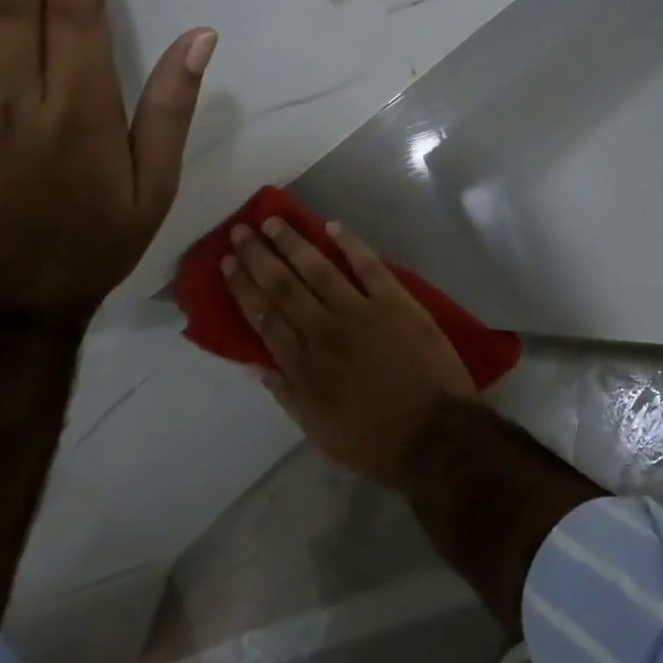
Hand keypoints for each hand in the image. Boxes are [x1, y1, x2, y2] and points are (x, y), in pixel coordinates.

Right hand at [223, 218, 476, 482]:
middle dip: (259, 257)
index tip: (228, 263)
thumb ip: (286, 392)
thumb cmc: (374, 441)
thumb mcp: (318, 430)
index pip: (263, 317)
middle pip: (283, 286)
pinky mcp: (396, 302)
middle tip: (241, 231)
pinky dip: (350, 244)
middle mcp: (324, 330)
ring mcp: (361, 312)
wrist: (434, 434)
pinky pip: (369, 265)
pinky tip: (332, 226)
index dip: (243, 288)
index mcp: (302, 365)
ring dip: (293, 243)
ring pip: (318, 269)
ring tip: (273, 221)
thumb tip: (254, 362)